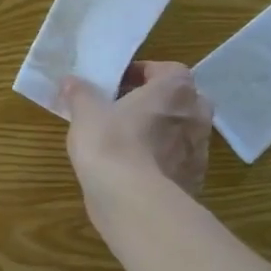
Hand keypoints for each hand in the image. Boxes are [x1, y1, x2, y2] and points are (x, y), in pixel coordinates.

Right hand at [61, 62, 212, 207]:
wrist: (132, 200)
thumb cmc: (111, 143)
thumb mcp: (85, 112)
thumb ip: (80, 93)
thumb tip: (71, 81)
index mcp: (175, 90)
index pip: (166, 70)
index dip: (141, 73)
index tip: (117, 84)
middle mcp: (196, 115)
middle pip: (178, 100)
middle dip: (155, 103)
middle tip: (124, 111)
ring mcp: (199, 150)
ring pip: (179, 131)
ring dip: (159, 132)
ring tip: (126, 142)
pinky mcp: (194, 179)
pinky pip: (176, 161)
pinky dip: (160, 160)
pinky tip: (134, 169)